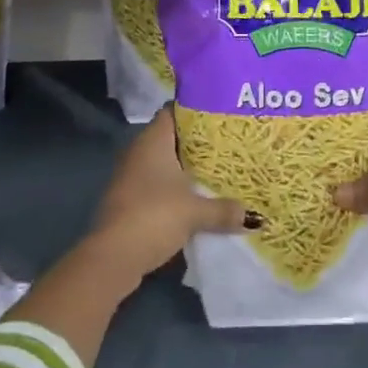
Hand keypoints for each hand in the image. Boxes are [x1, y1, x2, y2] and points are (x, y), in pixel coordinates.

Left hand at [88, 104, 256, 279]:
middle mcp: (139, 151)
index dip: (195, 110)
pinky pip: (157, 185)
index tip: (219, 115)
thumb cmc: (154, 216)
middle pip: (171, 138)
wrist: (113, 257)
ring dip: (185, 169)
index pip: (173, 111)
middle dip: (196, 143)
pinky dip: (174, 189)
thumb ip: (223, 210)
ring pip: (164, 164)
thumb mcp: (195, 212)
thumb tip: (253, 217)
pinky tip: (195, 198)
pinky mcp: (129, 200)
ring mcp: (131, 176)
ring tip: (217, 170)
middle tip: (227, 144)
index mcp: (153, 140)